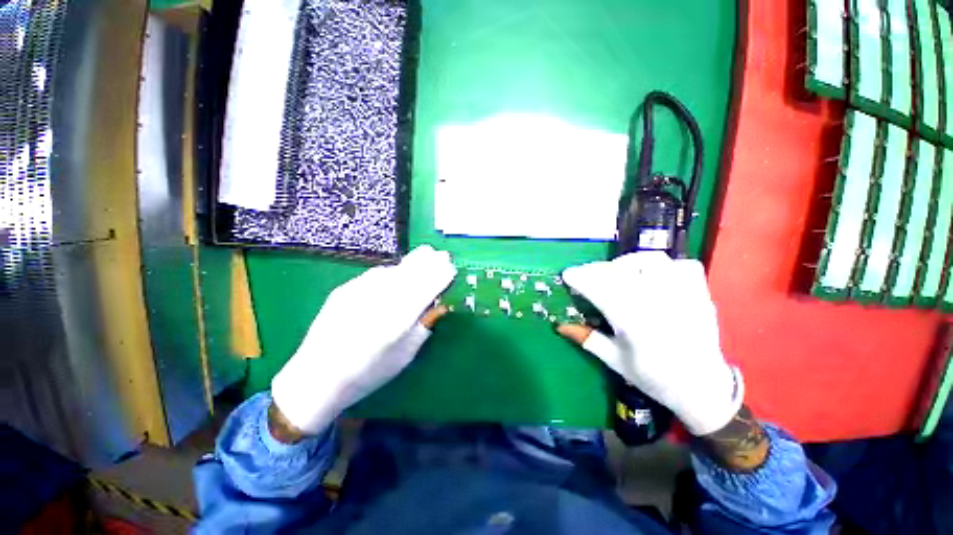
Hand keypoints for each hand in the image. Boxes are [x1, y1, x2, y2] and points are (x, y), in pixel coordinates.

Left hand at [271, 245, 456, 434]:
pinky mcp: (344, 289)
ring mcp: (359, 292)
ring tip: (424, 256)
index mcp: (398, 321)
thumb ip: (423, 325)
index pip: (427, 289)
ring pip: (393, 270)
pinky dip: (391, 272)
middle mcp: (380, 301)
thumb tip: (436, 303)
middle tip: (440, 254)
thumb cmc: (369, 373)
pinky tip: (395, 275)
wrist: (317, 377)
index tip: (451, 268)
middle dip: (429, 261)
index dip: (441, 276)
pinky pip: (375, 275)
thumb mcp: (405, 355)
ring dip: (411, 263)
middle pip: (411, 273)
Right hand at [558, 251, 742, 436]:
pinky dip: (666, 265)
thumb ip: (588, 339)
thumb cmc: (655, 378)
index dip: (580, 278)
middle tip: (586, 275)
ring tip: (618, 272)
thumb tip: (560, 325)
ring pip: (652, 261)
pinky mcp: (700, 295)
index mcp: (633, 325)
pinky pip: (683, 265)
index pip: (600, 290)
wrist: (703, 389)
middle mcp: (657, 305)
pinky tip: (654, 276)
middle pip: (620, 272)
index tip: (568, 275)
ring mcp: (682, 297)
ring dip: (628, 262)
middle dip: (596, 269)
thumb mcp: (616, 362)